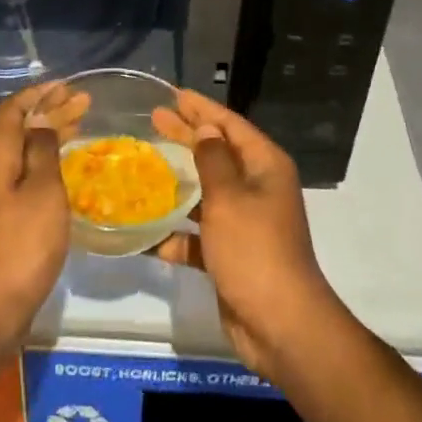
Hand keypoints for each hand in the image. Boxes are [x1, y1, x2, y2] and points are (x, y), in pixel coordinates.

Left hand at [0, 80, 89, 347]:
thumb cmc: (22, 241)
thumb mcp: (41, 188)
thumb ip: (42, 150)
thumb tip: (40, 123)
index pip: (13, 108)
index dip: (39, 93)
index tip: (67, 87)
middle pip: (19, 127)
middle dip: (50, 111)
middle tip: (84, 102)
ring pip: (24, 151)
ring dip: (50, 134)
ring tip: (80, 125)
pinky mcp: (4, 218)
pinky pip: (27, 174)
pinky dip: (48, 160)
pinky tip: (67, 168)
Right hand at [151, 92, 342, 379]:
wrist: (280, 326)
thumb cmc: (254, 250)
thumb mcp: (229, 198)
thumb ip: (213, 160)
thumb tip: (207, 129)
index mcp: (264, 166)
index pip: (230, 125)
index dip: (202, 109)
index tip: (173, 94)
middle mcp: (257, 188)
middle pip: (216, 154)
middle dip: (185, 137)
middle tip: (152, 120)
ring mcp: (245, 223)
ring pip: (206, 194)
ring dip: (177, 185)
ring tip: (142, 169)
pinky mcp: (231, 254)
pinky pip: (199, 236)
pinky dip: (177, 234)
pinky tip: (148, 235)